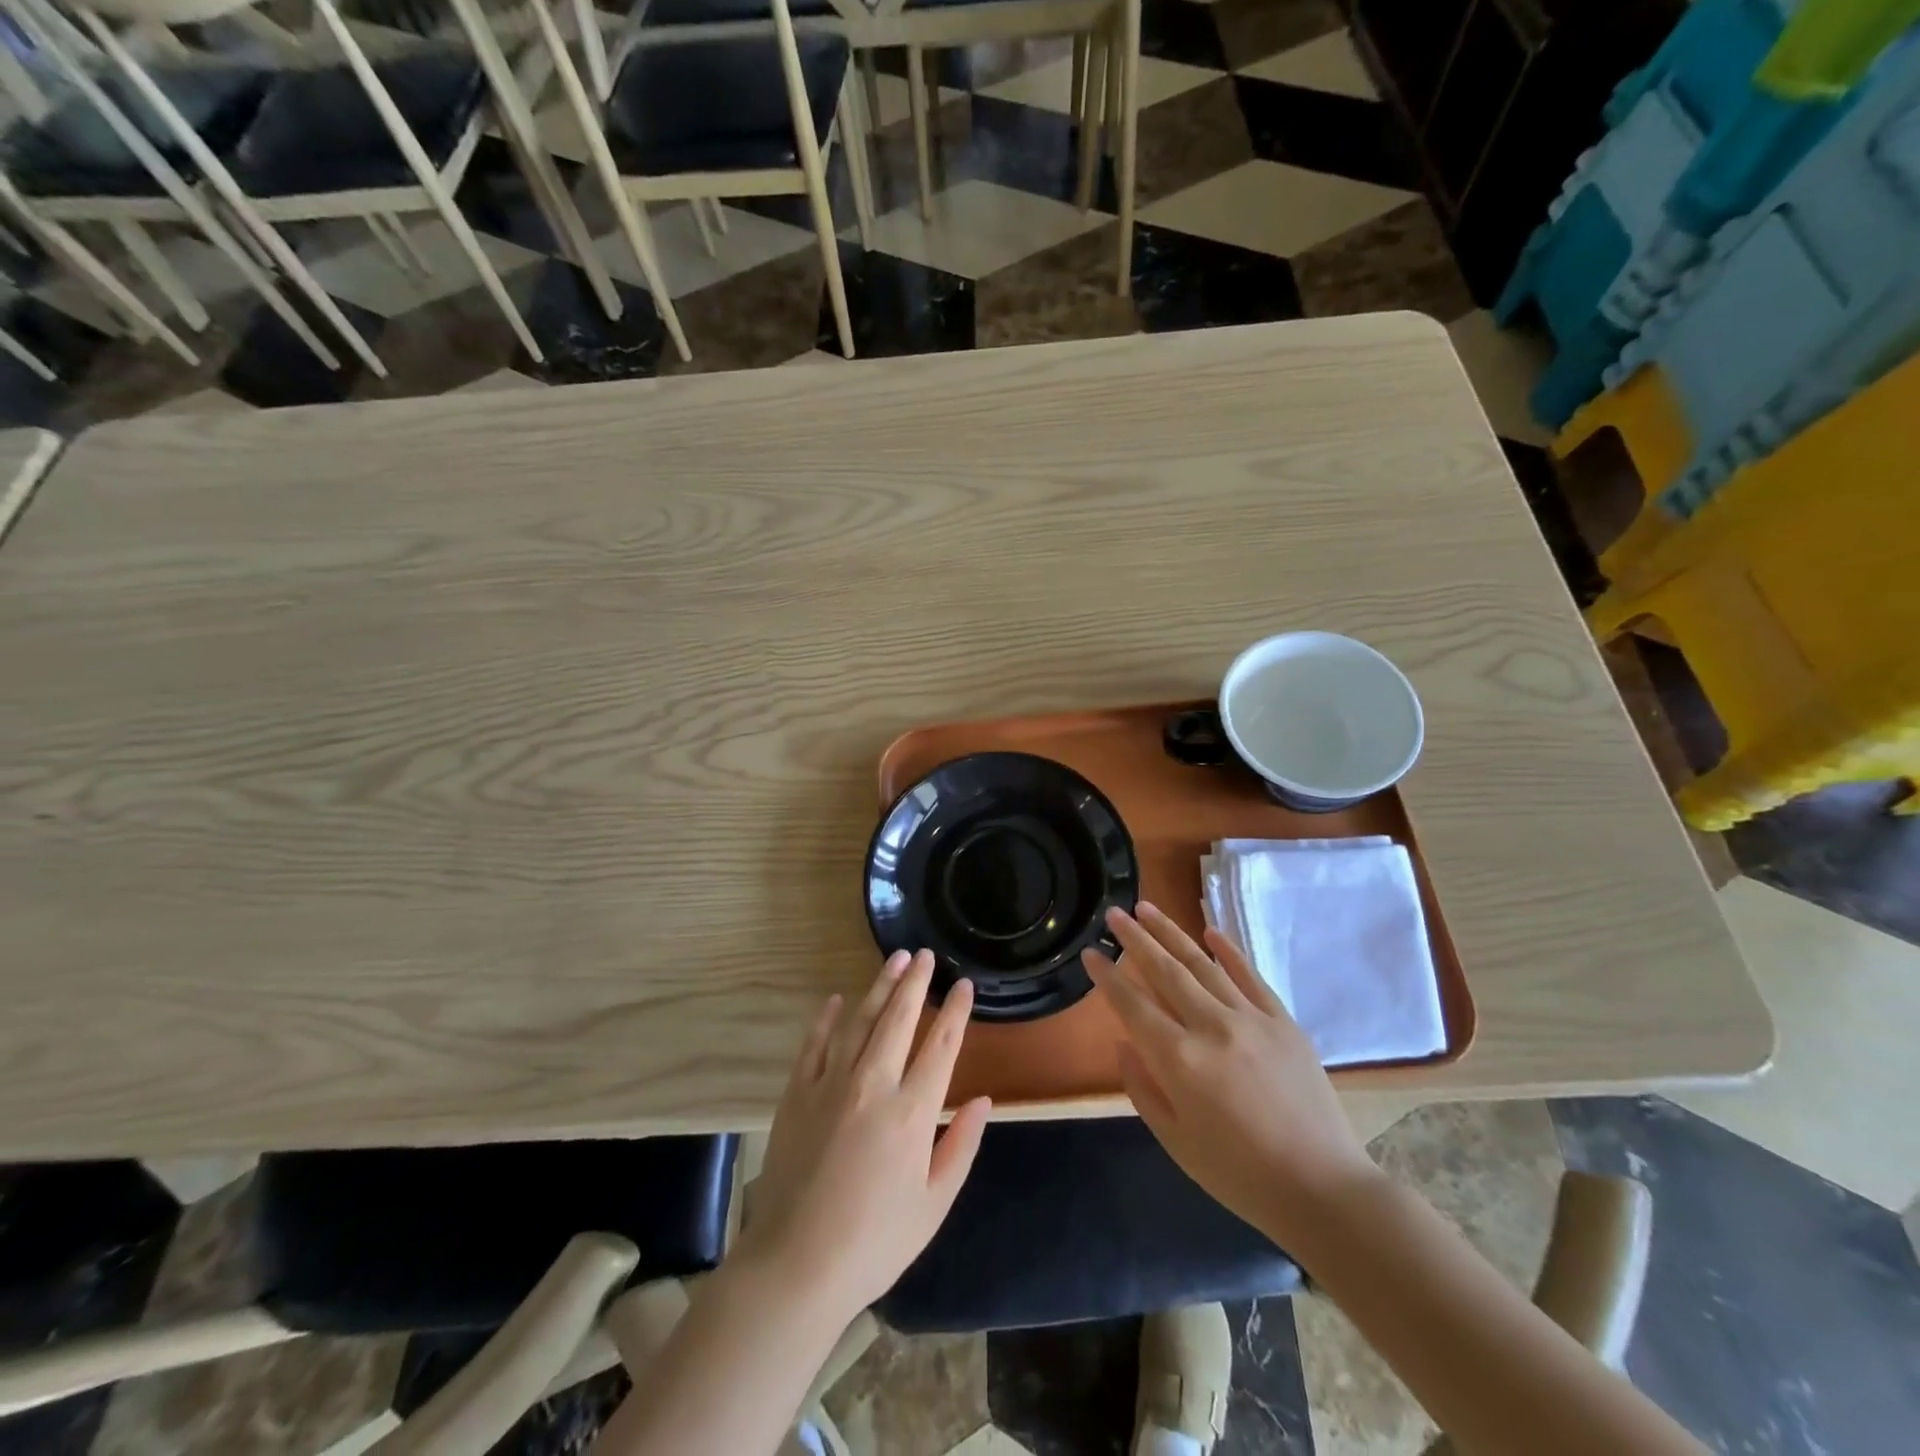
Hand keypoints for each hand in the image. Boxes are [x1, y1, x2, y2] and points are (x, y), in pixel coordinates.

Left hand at [737, 950, 991, 1324]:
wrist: (794, 1266)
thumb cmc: (874, 1242)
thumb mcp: (934, 1205)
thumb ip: (961, 1146)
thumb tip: (982, 1100)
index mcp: (912, 1112)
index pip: (942, 1045)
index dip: (955, 1011)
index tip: (963, 985)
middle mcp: (873, 1084)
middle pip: (899, 1019)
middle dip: (915, 982)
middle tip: (924, 955)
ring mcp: (830, 1084)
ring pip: (860, 1020)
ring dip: (878, 987)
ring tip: (893, 960)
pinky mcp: (797, 1093)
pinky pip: (814, 1044)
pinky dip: (826, 1018)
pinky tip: (835, 1000)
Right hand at [1083, 904, 1378, 1247]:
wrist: (1322, 1189)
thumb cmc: (1239, 1175)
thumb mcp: (1175, 1141)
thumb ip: (1143, 1088)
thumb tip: (1126, 1043)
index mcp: (1180, 1061)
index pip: (1132, 1006)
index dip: (1107, 977)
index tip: (1090, 953)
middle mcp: (1212, 1028)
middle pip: (1165, 971)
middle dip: (1135, 939)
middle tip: (1114, 913)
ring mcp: (1251, 1019)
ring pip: (1203, 964)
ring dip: (1171, 933)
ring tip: (1147, 908)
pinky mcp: (1283, 1021)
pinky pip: (1250, 975)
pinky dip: (1228, 950)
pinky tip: (1208, 929)